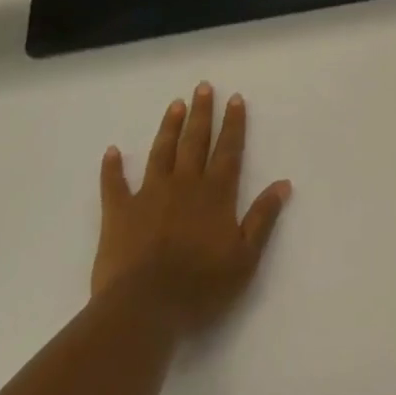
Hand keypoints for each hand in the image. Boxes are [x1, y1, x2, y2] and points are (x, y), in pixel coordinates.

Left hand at [93, 83, 291, 337]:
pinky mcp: (119, 213)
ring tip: (174, 104)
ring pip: (161, 153)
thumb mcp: (245, 257)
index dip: (233, 124)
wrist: (144, 308)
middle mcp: (185, 185)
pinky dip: (112, 168)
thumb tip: (283, 184)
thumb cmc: (201, 286)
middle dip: (201, 114)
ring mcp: (149, 196)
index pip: (228, 151)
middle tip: (203, 87)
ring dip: (168, 128)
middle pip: (195, 142)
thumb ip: (263, 218)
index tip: (235, 99)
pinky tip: (112, 151)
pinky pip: (114, 184)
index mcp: (216, 194)